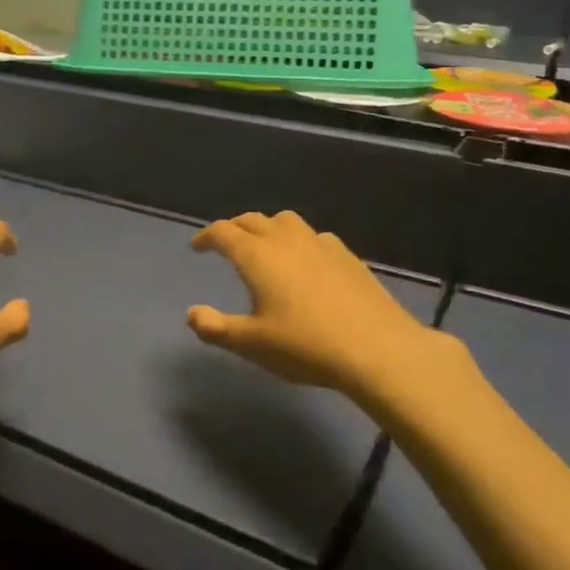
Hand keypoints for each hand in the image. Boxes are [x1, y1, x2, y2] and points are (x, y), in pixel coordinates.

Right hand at [187, 211, 475, 410]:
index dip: (206, 237)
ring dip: (267, 227)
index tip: (197, 247)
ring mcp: (320, 244)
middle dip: (234, 228)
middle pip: (253, 220)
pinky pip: (314, 236)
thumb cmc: (305, 346)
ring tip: (265, 246)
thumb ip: (216, 327)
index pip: (223, 232)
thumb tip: (192, 313)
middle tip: (225, 244)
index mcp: (257, 256)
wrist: (377, 349)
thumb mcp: (252, 344)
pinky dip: (299, 241)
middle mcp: (286, 240)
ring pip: (286, 221)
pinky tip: (306, 261)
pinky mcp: (347, 256)